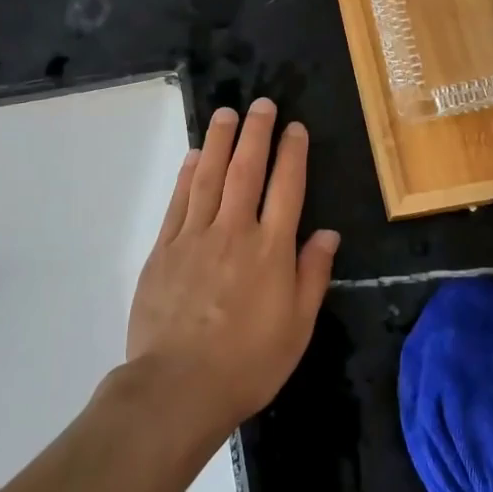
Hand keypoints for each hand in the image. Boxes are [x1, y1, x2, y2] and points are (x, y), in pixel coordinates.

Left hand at [125, 98, 339, 432]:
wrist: (178, 387)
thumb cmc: (248, 363)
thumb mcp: (297, 327)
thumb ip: (312, 275)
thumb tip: (328, 233)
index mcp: (271, 250)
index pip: (287, 188)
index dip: (292, 154)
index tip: (294, 128)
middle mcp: (234, 232)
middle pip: (246, 170)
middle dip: (256, 133)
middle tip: (261, 104)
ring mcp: (195, 237)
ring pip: (208, 177)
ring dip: (218, 141)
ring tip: (225, 114)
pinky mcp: (164, 249)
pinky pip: (178, 202)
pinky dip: (187, 175)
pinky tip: (192, 157)